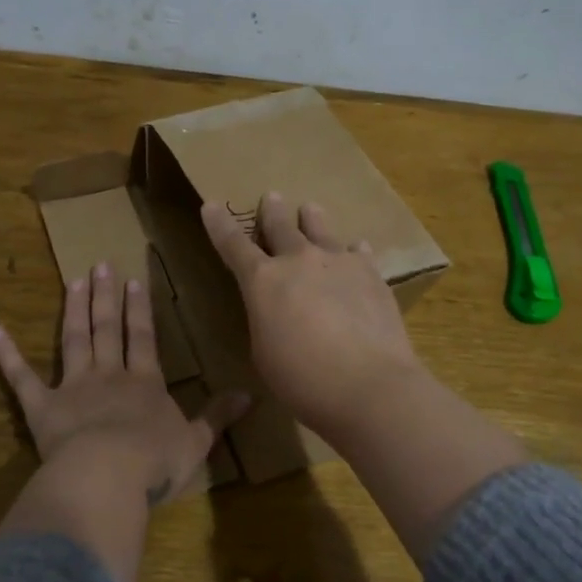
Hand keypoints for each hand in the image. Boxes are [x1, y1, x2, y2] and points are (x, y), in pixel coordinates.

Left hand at [0, 261, 248, 505]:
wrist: (108, 476)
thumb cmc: (155, 462)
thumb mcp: (196, 442)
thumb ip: (218, 416)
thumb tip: (251, 395)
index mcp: (144, 383)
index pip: (142, 338)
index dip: (139, 309)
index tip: (133, 279)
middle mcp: (109, 375)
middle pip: (107, 329)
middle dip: (106, 296)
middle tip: (100, 264)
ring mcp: (73, 388)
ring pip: (74, 340)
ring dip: (74, 310)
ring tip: (74, 280)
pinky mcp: (42, 408)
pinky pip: (22, 378)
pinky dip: (8, 355)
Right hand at [200, 192, 426, 438]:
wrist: (369, 385)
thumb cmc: (303, 380)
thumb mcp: (264, 354)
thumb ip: (265, 321)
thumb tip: (277, 310)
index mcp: (263, 281)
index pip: (233, 245)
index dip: (220, 224)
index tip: (211, 205)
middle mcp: (299, 261)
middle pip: (280, 226)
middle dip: (272, 211)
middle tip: (271, 197)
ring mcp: (338, 262)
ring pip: (321, 229)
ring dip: (312, 218)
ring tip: (310, 208)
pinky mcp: (371, 274)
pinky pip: (358, 252)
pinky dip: (352, 251)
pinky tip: (356, 249)